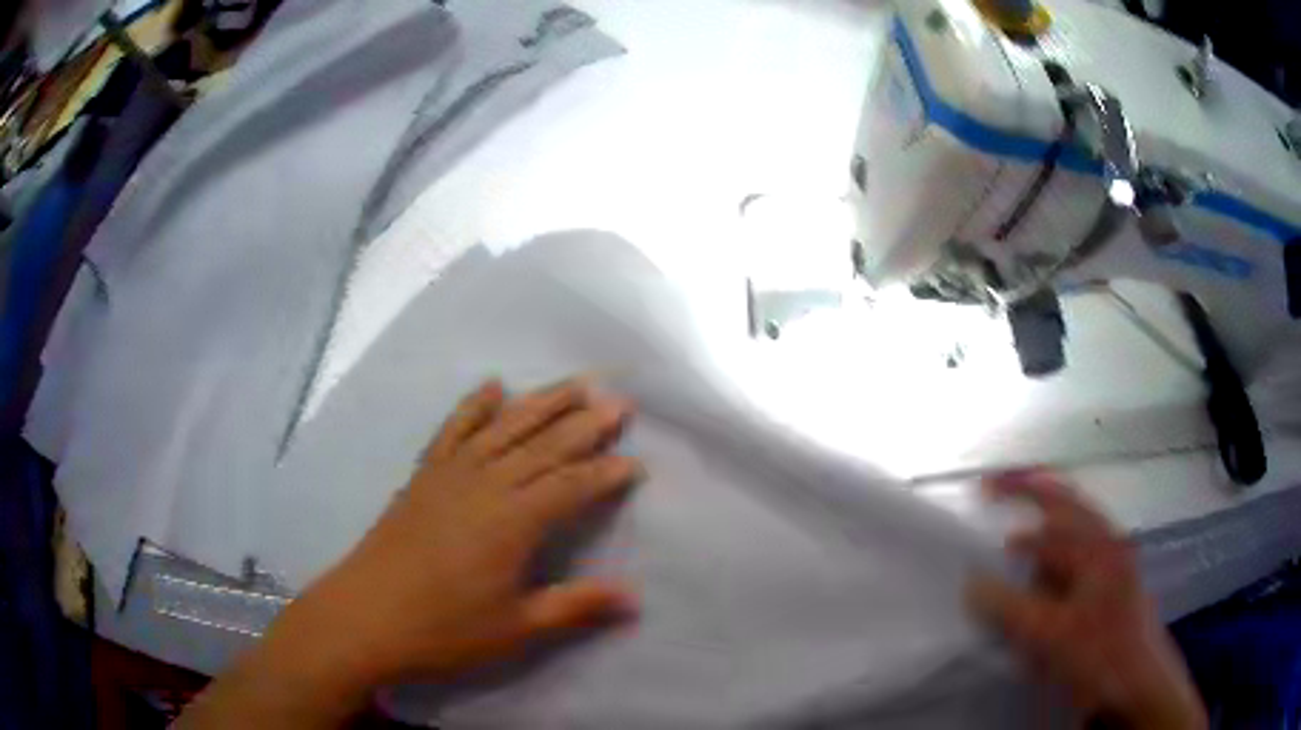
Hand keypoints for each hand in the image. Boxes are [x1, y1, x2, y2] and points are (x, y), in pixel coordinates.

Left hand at [179, 379, 641, 728]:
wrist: (363, 617)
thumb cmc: (443, 630)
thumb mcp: (516, 628)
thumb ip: (575, 607)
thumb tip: (634, 599)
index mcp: (512, 522)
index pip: (571, 486)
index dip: (605, 474)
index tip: (635, 463)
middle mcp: (485, 485)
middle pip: (543, 445)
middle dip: (585, 423)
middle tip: (619, 401)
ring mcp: (450, 474)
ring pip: (504, 427)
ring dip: (542, 403)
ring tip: (574, 383)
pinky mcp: (423, 476)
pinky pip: (453, 430)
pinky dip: (474, 406)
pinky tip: (491, 387)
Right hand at [966, 472, 1205, 729]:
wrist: (1137, 686)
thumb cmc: (1100, 654)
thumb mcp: (1051, 633)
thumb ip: (1010, 607)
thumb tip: (972, 583)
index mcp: (1097, 544)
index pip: (1053, 502)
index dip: (1017, 488)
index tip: (983, 488)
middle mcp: (1107, 545)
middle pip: (1066, 508)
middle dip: (1033, 501)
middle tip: (999, 502)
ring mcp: (1111, 567)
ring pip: (1071, 540)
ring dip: (1041, 544)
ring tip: (1015, 562)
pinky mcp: (1108, 591)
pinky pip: (1074, 568)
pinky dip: (1051, 573)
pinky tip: (1039, 596)